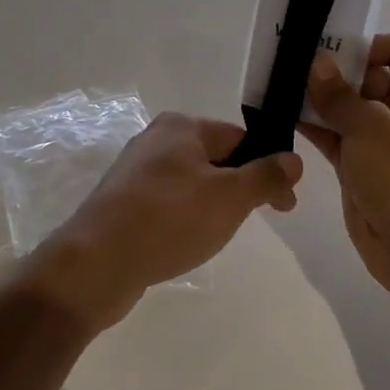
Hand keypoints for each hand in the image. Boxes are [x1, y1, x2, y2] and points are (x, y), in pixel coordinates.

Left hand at [28, 113, 300, 329]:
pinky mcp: (124, 202)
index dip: (268, 167)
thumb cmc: (169, 220)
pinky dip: (186, 218)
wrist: (95, 263)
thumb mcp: (229, 197)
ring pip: (193, 183)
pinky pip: (169, 203)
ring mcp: (136, 172)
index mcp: (182, 127)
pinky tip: (186, 242)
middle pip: (216, 158)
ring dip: (214, 205)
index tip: (285, 204)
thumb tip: (294, 159)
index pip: (240, 138)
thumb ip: (265, 176)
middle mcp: (157, 140)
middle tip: (258, 220)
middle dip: (241, 188)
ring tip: (218, 235)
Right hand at [299, 35, 389, 299]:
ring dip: (319, 96)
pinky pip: (334, 134)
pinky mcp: (359, 163)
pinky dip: (313, 124)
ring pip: (347, 106)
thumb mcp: (370, 126)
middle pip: (368, 75)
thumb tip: (317, 61)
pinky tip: (283, 113)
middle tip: (295, 61)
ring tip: (282, 83)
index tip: (334, 48)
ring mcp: (380, 138)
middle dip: (334, 69)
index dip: (370, 44)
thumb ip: (338, 93)